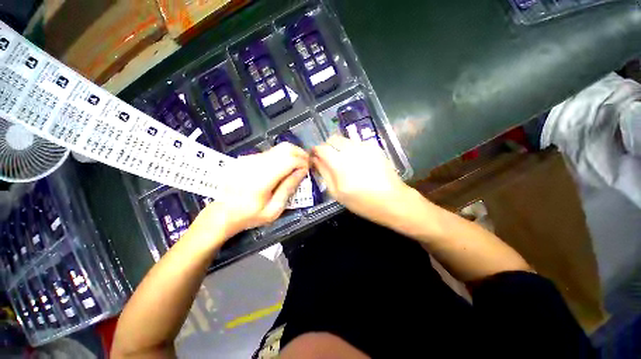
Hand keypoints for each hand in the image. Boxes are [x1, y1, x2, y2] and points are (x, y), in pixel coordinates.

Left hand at [206, 143, 308, 235]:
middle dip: (300, 154)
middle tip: (306, 164)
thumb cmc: (249, 215)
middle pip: (285, 149)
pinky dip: (281, 157)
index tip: (308, 169)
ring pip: (278, 148)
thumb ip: (288, 188)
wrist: (222, 212)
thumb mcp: (274, 209)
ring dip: (291, 154)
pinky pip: (270, 152)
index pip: (290, 160)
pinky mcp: (247, 158)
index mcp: (263, 179)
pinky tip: (283, 168)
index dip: (303, 162)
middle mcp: (256, 163)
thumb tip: (302, 171)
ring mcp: (250, 158)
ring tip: (297, 166)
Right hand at [311, 135, 410, 225]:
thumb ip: (324, 173)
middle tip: (328, 159)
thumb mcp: (337, 193)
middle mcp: (352, 151)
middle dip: (327, 146)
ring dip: (339, 147)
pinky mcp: (374, 147)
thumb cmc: (362, 202)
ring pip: (345, 139)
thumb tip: (315, 160)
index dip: (315, 150)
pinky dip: (351, 149)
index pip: (322, 148)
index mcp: (340, 164)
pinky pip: (356, 143)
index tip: (314, 156)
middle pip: (333, 139)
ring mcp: (364, 147)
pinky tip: (356, 162)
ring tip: (343, 161)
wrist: (392, 200)